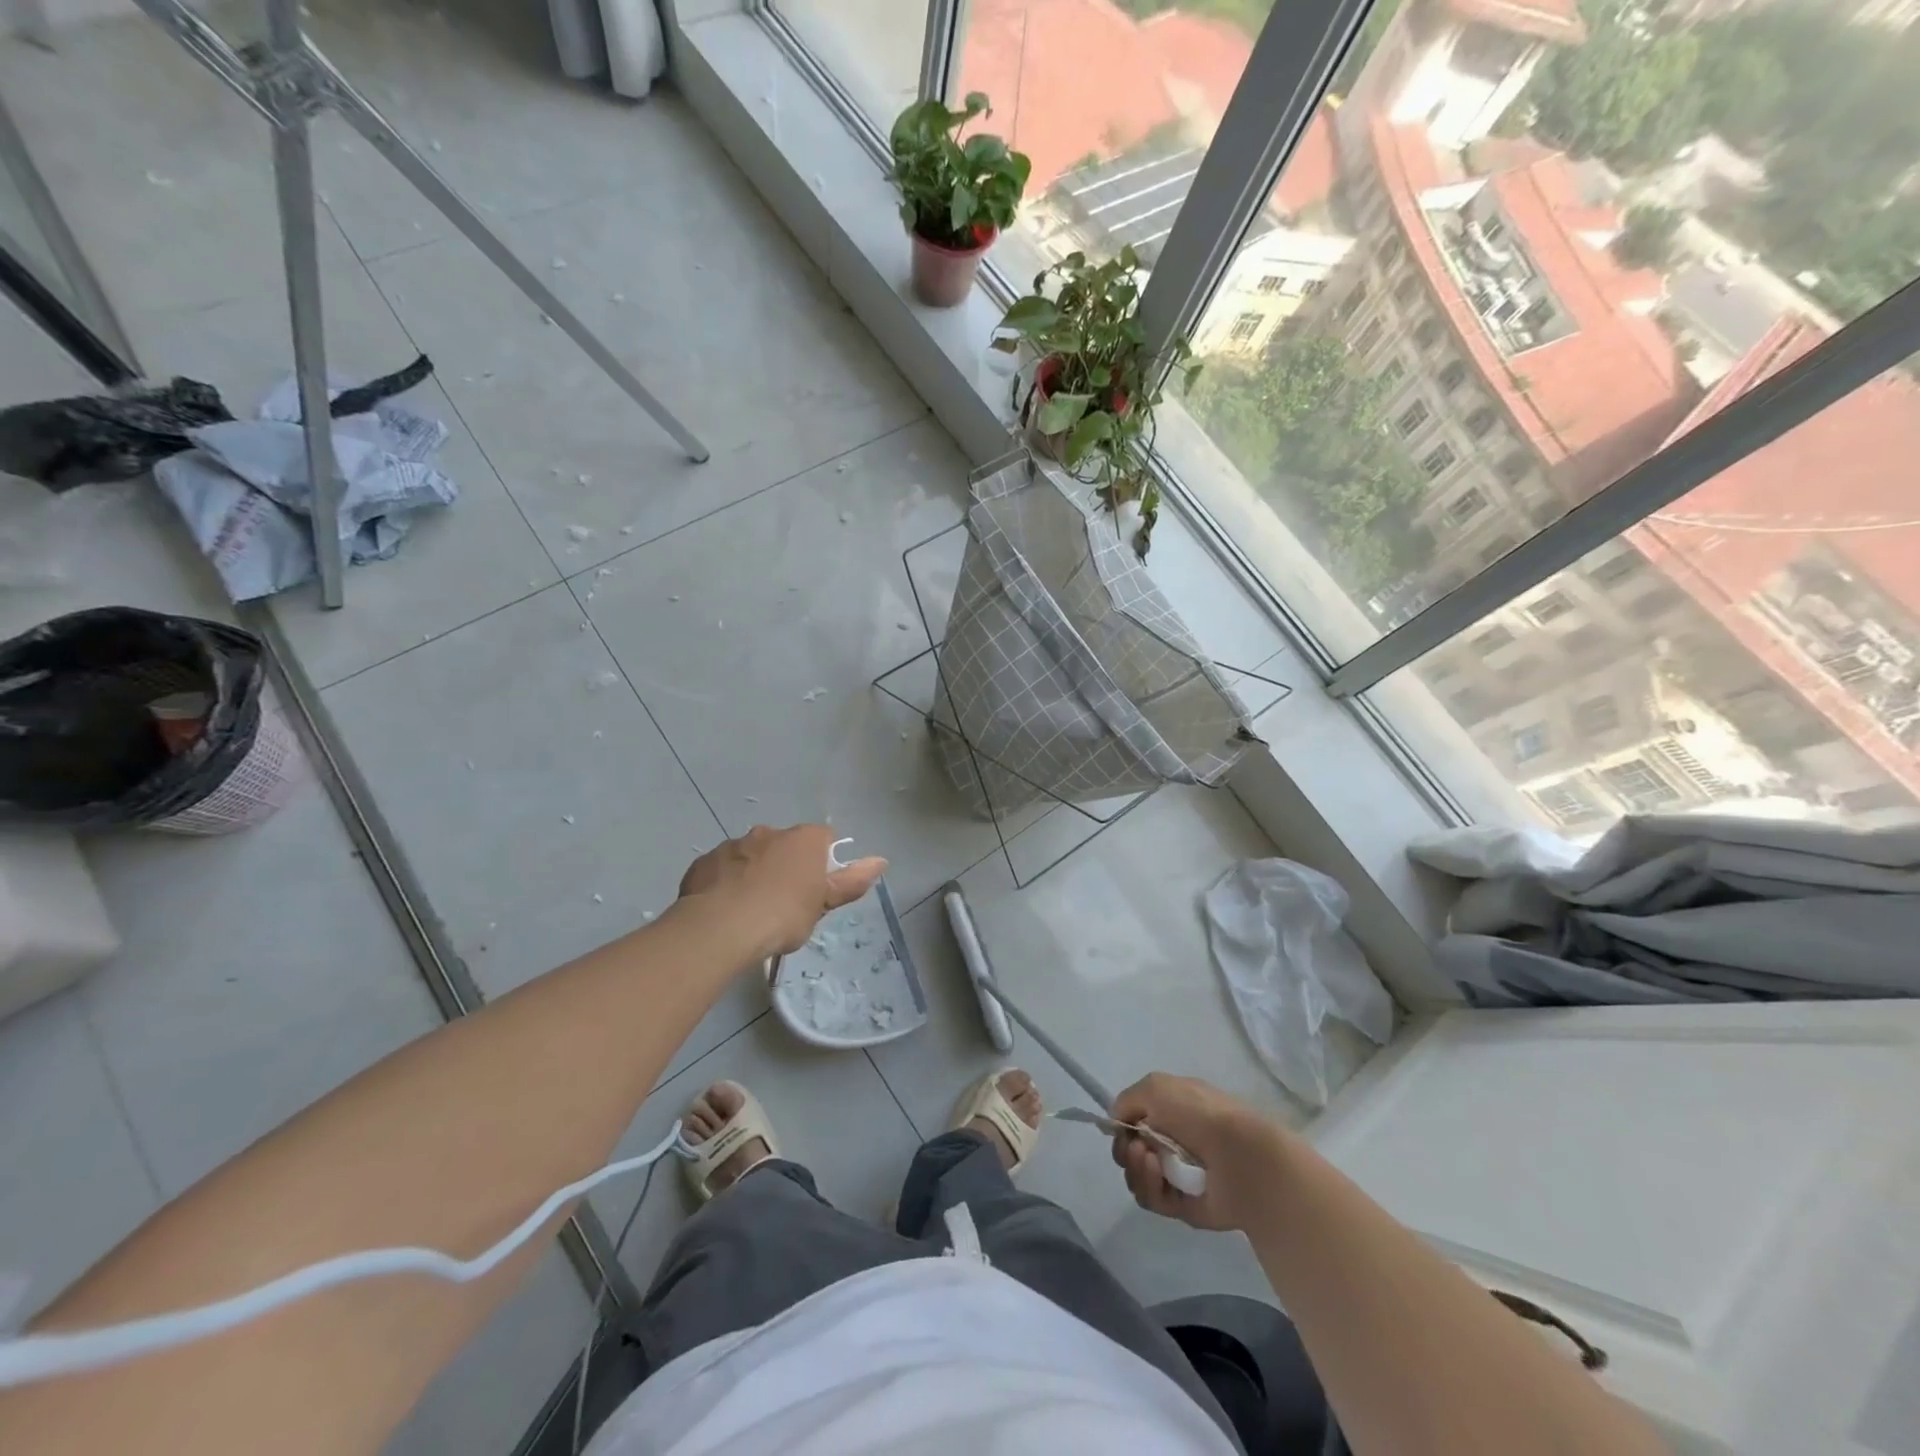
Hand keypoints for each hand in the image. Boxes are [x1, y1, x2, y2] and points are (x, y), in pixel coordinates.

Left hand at [678, 825, 886, 960]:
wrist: (720, 929)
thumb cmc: (782, 915)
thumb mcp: (823, 904)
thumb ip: (851, 881)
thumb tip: (881, 860)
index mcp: (803, 839)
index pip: (823, 839)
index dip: (823, 862)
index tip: (817, 890)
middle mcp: (768, 832)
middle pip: (785, 846)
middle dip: (785, 867)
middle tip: (784, 904)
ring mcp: (733, 845)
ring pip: (750, 856)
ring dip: (754, 874)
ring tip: (750, 911)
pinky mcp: (704, 863)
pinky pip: (721, 870)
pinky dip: (726, 884)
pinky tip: (724, 910)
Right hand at [1110, 1072, 1288, 1232]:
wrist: (1241, 1157)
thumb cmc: (1200, 1114)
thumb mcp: (1155, 1087)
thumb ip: (1127, 1100)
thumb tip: (1117, 1122)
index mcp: (1173, 1112)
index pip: (1135, 1122)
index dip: (1123, 1126)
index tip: (1119, 1127)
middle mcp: (1174, 1143)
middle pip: (1132, 1152)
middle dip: (1125, 1148)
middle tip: (1135, 1146)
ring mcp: (1179, 1176)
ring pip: (1138, 1176)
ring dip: (1135, 1167)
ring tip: (1148, 1159)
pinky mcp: (1183, 1206)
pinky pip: (1153, 1199)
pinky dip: (1149, 1186)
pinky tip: (1157, 1173)